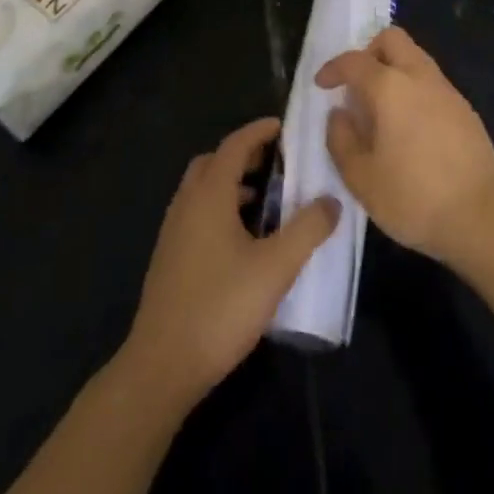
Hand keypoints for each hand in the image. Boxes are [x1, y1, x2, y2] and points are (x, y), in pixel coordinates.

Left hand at [122, 117, 339, 406]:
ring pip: (202, 190)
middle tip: (276, 162)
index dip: (259, 131)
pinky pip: (197, 214)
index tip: (284, 126)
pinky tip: (242, 240)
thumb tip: (332, 201)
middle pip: (213, 162)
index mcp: (209, 194)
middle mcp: (187, 203)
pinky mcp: (169, 259)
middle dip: (244, 155)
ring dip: (232, 184)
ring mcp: (173, 232)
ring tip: (266, 200)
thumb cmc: (221, 307)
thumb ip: (307, 229)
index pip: (235, 145)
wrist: (162, 367)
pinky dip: (220, 208)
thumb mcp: (276, 268)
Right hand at [316, 28, 493, 270]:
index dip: (333, 68)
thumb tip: (339, 114)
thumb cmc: (413, 198)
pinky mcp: (466, 109)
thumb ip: (341, 139)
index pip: (355, 61)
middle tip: (356, 84)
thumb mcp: (361, 178)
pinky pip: (432, 83)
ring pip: (415, 57)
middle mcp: (420, 77)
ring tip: (380, 109)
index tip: (322, 84)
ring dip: (393, 69)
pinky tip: (409, 127)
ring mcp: (448, 91)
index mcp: (390, 87)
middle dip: (369, 52)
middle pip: (392, 39)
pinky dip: (414, 89)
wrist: (480, 218)